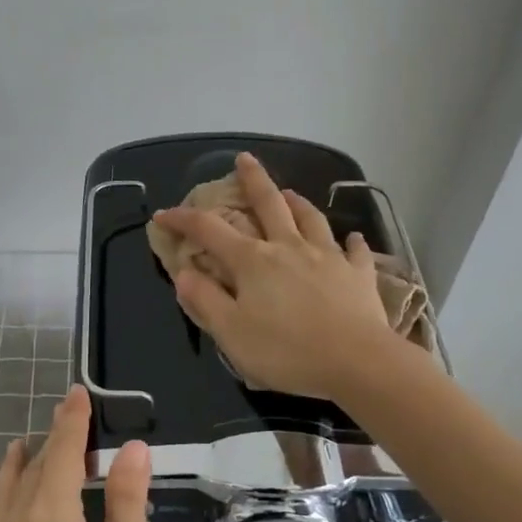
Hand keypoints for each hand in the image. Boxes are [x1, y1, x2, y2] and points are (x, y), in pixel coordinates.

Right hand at [154, 151, 394, 399]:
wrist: (358, 363)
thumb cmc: (287, 351)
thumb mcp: (230, 333)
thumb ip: (205, 301)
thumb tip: (183, 273)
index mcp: (253, 261)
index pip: (210, 230)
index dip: (184, 219)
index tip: (164, 214)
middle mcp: (289, 248)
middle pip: (269, 203)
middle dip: (253, 179)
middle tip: (245, 159)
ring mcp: (328, 257)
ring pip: (311, 219)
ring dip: (298, 203)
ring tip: (291, 193)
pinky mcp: (358, 275)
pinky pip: (354, 251)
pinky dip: (350, 242)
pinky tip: (351, 239)